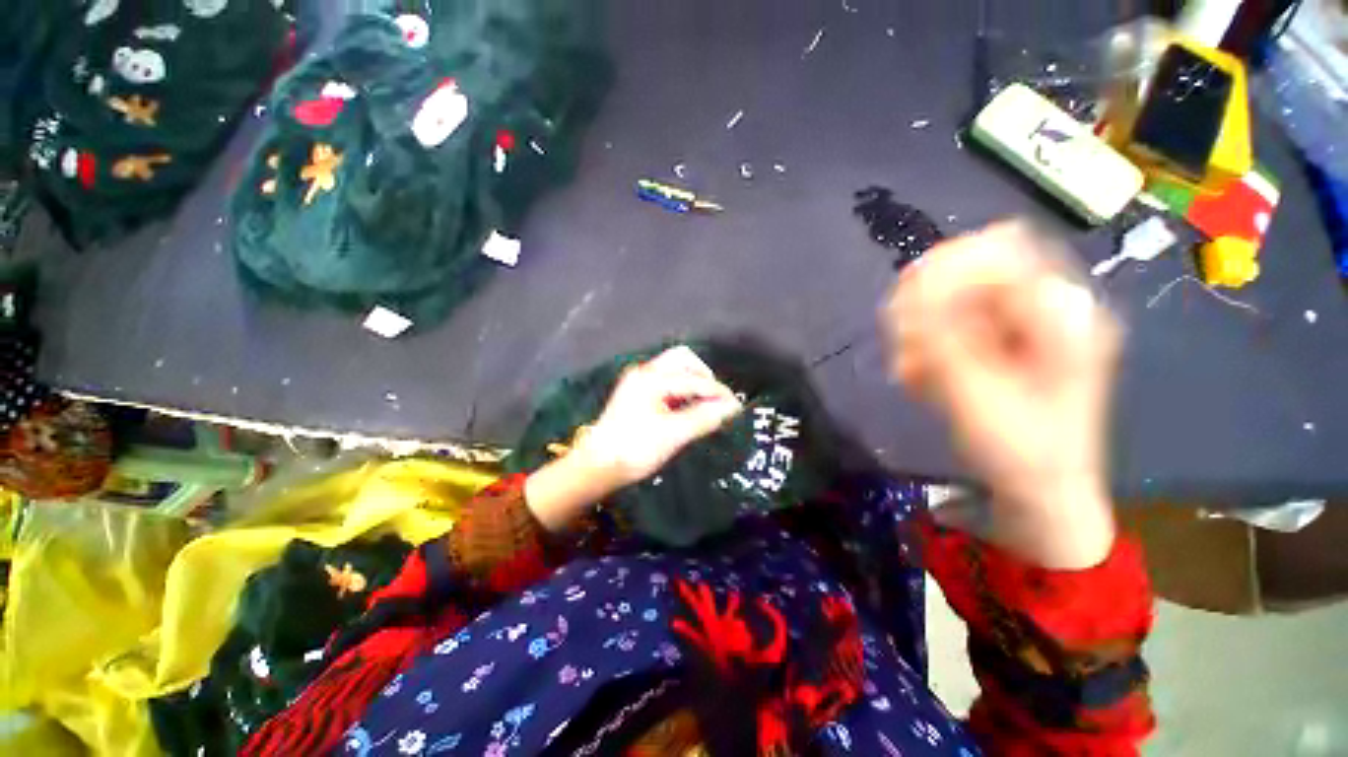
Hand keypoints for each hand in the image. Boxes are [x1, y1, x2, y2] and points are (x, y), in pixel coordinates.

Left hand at [580, 345, 743, 486]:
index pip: (694, 379)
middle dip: (704, 376)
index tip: (736, 407)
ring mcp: (639, 381)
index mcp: (652, 379)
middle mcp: (645, 372)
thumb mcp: (672, 435)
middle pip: (683, 360)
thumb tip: (732, 408)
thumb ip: (703, 418)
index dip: (718, 393)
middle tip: (716, 400)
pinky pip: (666, 381)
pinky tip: (688, 408)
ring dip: (693, 382)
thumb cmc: (634, 449)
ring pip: (674, 370)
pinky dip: (682, 390)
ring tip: (706, 405)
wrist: (597, 465)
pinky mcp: (637, 393)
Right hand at [882, 221, 1122, 568]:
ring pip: (951, 301)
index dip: (945, 269)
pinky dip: (927, 349)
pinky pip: (948, 327)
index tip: (904, 305)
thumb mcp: (978, 395)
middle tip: (905, 347)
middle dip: (926, 308)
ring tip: (912, 373)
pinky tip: (921, 378)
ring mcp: (1020, 325)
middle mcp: (1043, 308)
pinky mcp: (998, 343)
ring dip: (921, 333)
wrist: (1042, 493)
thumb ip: (943, 338)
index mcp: (1059, 313)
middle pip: (970, 273)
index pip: (998, 250)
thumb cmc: (1022, 451)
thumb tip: (910, 286)